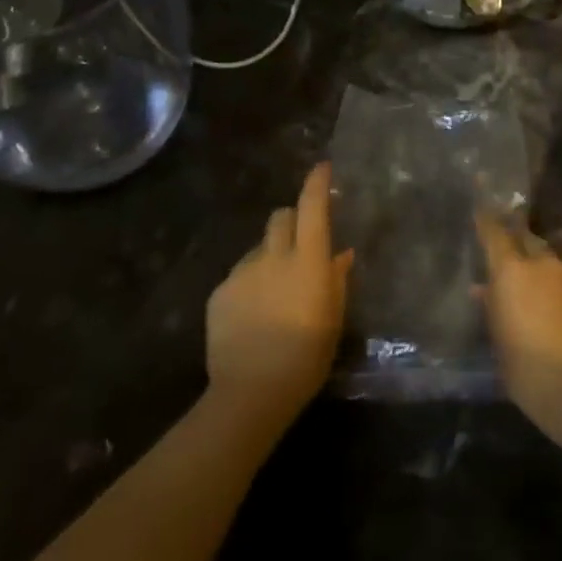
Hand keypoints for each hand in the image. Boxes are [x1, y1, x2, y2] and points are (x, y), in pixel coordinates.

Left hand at [206, 163, 352, 430]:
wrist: (250, 393)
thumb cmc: (306, 358)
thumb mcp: (333, 319)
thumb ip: (336, 280)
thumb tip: (341, 253)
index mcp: (308, 261)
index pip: (313, 208)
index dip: (317, 183)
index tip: (322, 167)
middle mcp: (274, 256)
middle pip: (281, 217)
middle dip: (291, 220)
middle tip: (300, 243)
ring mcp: (243, 273)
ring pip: (259, 247)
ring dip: (270, 256)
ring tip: (274, 291)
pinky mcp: (220, 292)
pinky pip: (240, 275)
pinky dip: (250, 283)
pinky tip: (253, 314)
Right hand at [475, 214, 561, 453]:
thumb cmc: (527, 370)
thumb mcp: (499, 341)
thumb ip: (492, 308)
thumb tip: (482, 289)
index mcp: (513, 271)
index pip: (495, 233)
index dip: (486, 219)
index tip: (479, 203)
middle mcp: (543, 265)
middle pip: (526, 240)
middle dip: (515, 241)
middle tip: (504, 249)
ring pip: (548, 261)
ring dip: (536, 267)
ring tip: (527, 284)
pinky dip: (554, 288)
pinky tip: (550, 307)